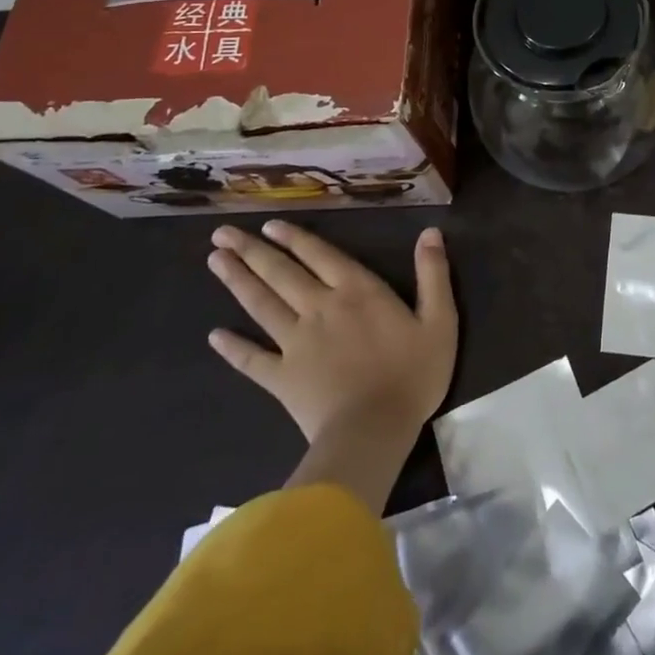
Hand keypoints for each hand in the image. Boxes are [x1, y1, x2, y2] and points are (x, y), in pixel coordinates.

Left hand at [207, 220, 457, 511]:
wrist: (374, 430)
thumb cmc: (412, 374)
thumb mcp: (440, 320)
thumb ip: (433, 274)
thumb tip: (430, 232)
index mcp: (358, 291)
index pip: (321, 255)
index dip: (295, 238)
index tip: (269, 224)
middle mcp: (321, 307)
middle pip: (282, 273)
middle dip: (253, 251)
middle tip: (222, 234)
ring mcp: (296, 343)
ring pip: (262, 305)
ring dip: (237, 282)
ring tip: (215, 261)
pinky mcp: (282, 378)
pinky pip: (251, 360)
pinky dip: (232, 348)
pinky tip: (214, 336)